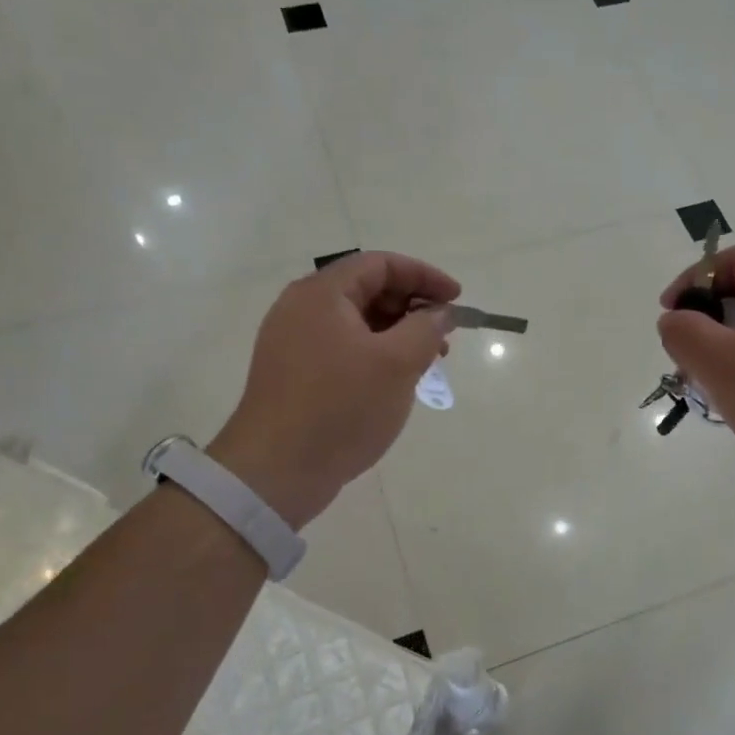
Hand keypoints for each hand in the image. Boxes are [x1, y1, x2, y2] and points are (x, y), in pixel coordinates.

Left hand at [207, 252, 459, 527]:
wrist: (277, 471)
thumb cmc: (341, 408)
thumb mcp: (397, 363)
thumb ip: (427, 328)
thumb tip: (442, 312)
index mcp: (322, 294)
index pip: (381, 264)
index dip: (424, 276)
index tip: (457, 300)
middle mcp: (302, 309)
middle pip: (367, 289)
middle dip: (413, 307)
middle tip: (445, 336)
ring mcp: (294, 342)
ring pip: (357, 322)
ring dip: (397, 333)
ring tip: (427, 362)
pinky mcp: (294, 373)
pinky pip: (343, 348)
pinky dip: (375, 354)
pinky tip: (396, 381)